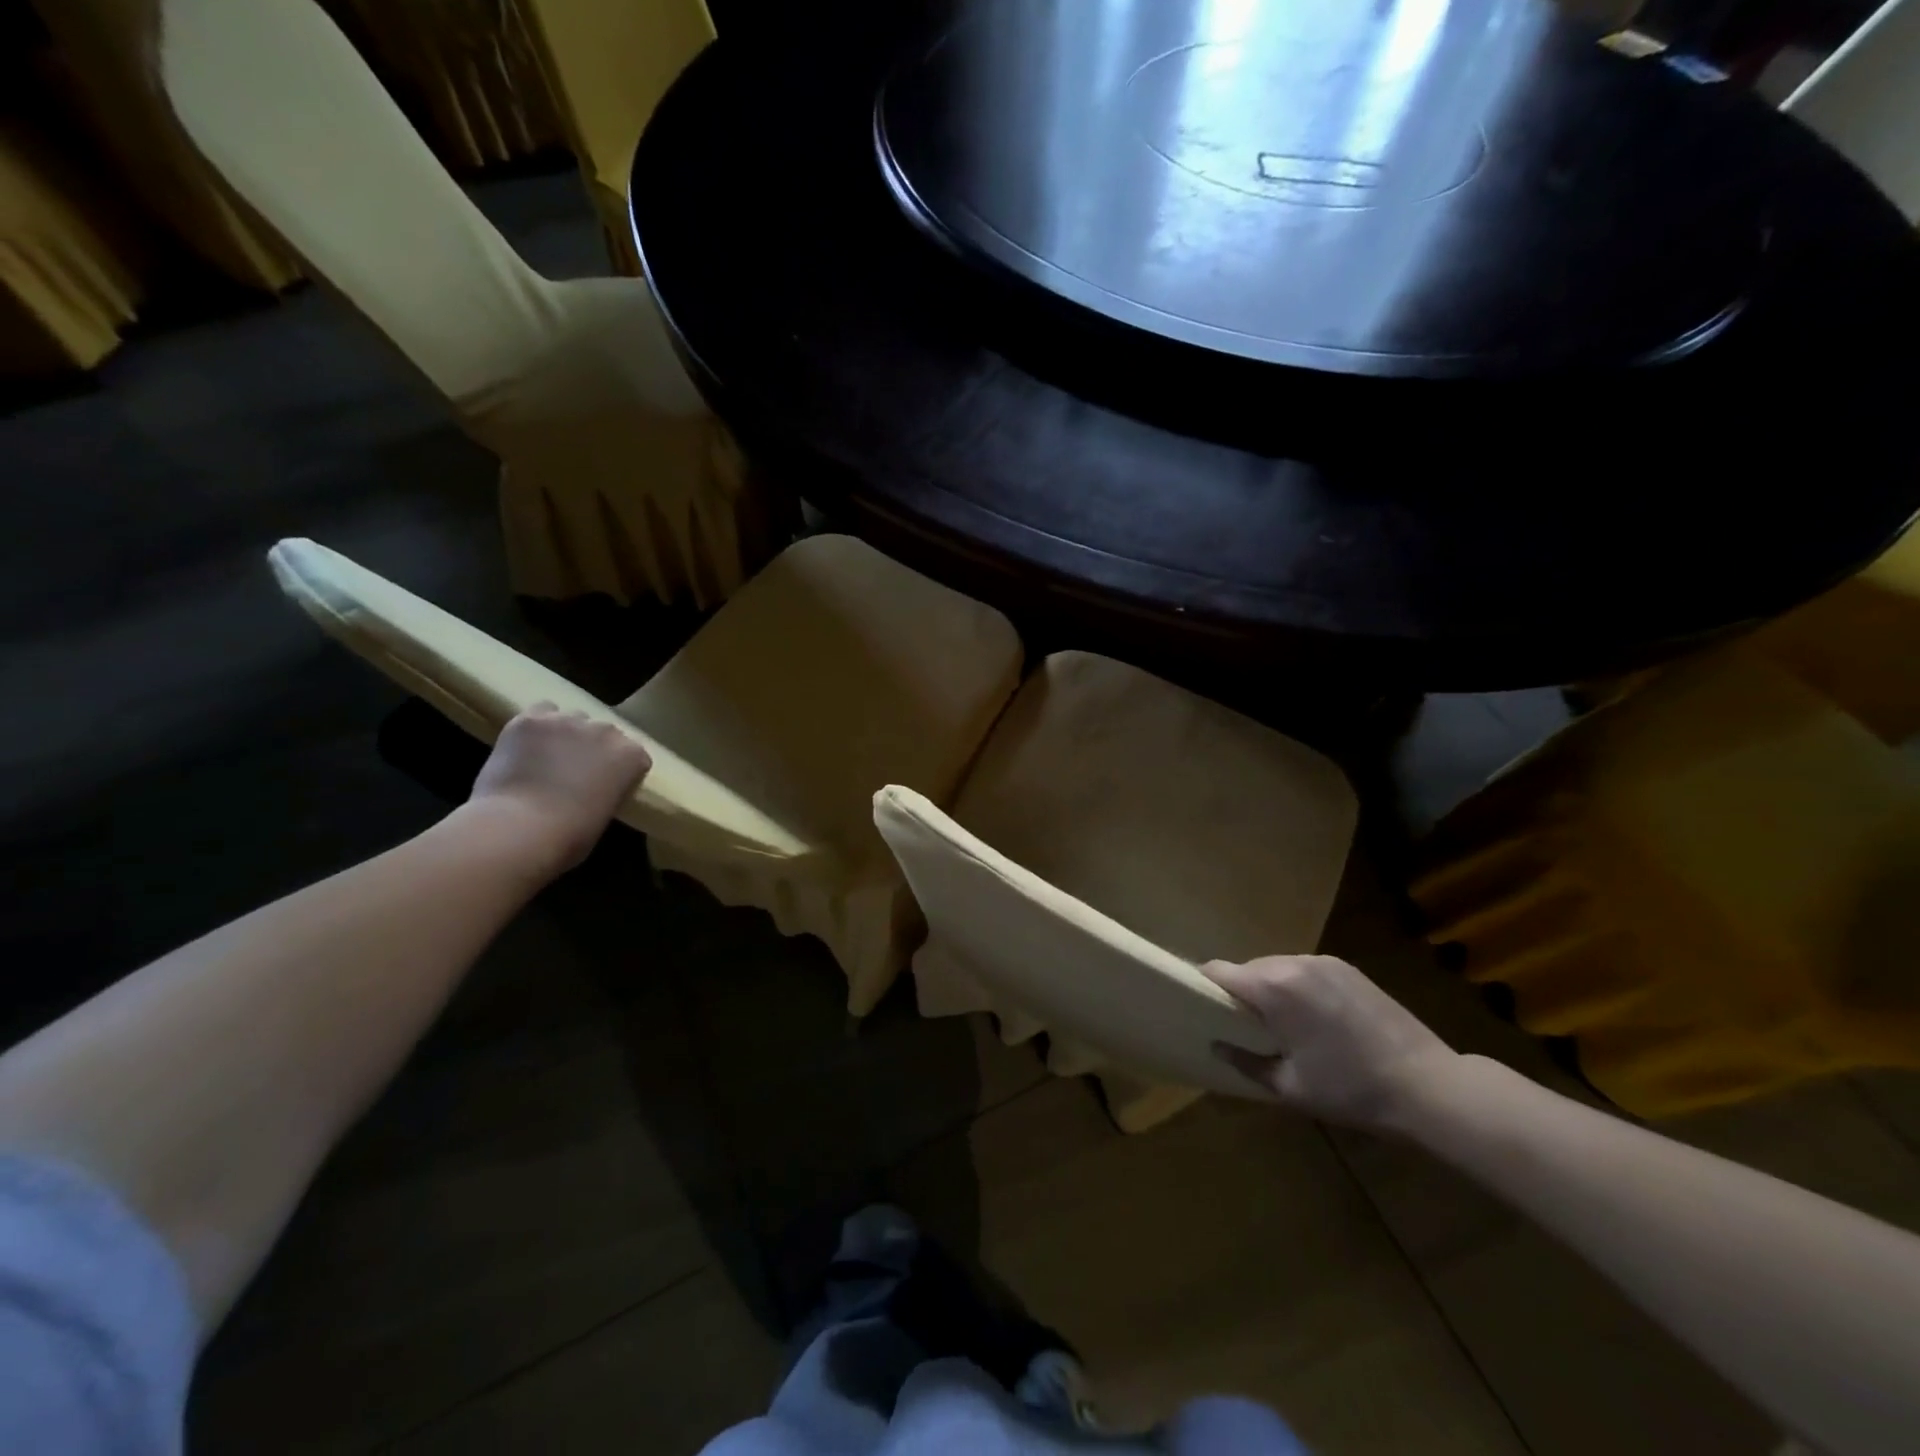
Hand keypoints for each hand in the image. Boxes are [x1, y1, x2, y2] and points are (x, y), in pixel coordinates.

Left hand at [465, 703, 652, 874]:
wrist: (520, 828)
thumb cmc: (569, 836)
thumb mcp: (605, 814)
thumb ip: (607, 790)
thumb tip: (592, 789)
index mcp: (631, 756)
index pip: (634, 754)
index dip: (618, 769)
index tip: (605, 785)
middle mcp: (606, 730)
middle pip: (603, 732)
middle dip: (592, 747)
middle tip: (574, 771)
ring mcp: (568, 721)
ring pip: (571, 718)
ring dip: (565, 734)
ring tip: (547, 756)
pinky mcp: (532, 719)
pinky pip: (540, 712)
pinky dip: (536, 726)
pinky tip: (526, 744)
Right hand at [1203, 955, 1460, 1132]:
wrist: (1429, 1086)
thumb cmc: (1351, 1090)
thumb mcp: (1289, 1087)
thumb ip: (1244, 1061)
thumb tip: (1216, 1044)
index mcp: (1273, 988)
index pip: (1218, 971)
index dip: (1204, 988)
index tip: (1203, 1011)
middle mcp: (1293, 963)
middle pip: (1248, 969)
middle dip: (1241, 994)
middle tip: (1247, 1029)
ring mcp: (1324, 962)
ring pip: (1276, 968)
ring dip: (1271, 990)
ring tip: (1285, 1027)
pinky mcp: (1348, 968)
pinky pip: (1304, 971)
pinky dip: (1298, 988)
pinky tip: (1316, 1020)